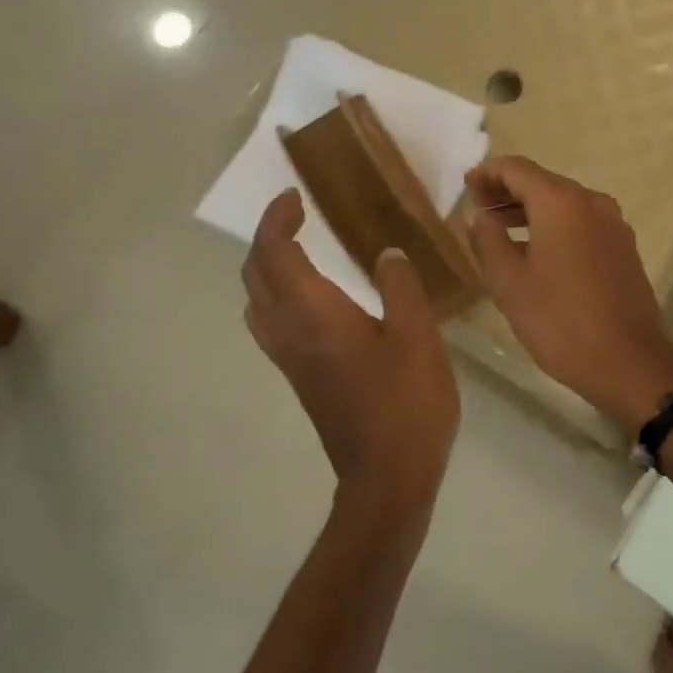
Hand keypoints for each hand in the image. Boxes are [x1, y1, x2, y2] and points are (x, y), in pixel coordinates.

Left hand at [243, 189, 459, 503]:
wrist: (387, 474)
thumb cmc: (407, 401)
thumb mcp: (417, 335)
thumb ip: (400, 287)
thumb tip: (385, 254)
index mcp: (314, 314)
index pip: (274, 253)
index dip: (277, 219)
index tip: (297, 198)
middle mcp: (289, 333)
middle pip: (255, 276)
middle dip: (269, 239)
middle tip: (299, 219)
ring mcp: (290, 360)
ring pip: (257, 303)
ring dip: (268, 269)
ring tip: (302, 253)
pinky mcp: (300, 379)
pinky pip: (271, 325)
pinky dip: (278, 297)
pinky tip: (316, 301)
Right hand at [465, 157, 672, 429]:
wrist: (628, 361)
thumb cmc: (560, 321)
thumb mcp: (510, 283)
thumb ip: (488, 241)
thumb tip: (480, 217)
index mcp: (562, 203)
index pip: (517, 169)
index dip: (487, 173)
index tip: (466, 187)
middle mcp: (592, 203)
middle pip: (544, 184)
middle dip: (508, 192)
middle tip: (478, 209)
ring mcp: (615, 226)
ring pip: (565, 205)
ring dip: (531, 212)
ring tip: (500, 230)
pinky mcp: (625, 249)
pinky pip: (583, 225)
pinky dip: (556, 228)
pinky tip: (537, 252)